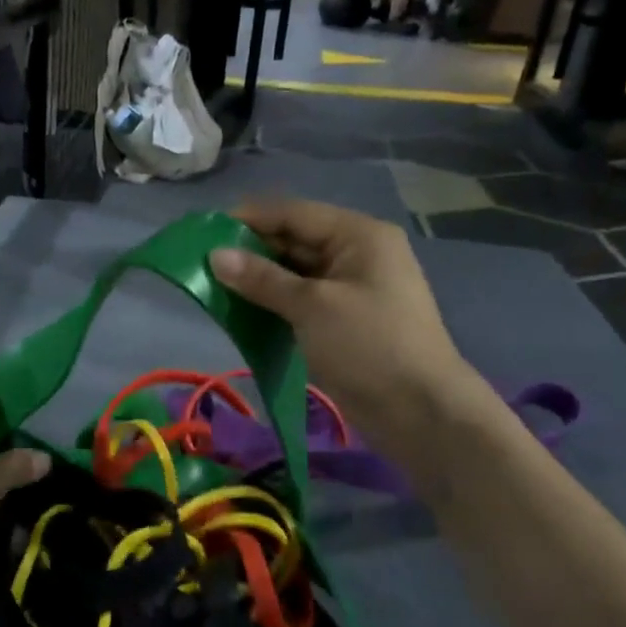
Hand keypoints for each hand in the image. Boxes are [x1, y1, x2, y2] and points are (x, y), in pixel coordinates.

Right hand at [209, 199, 484, 453]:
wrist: (421, 412)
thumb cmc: (368, 346)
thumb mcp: (311, 307)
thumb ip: (261, 278)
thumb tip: (214, 255)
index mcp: (358, 235)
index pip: (293, 213)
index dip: (248, 219)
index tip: (204, 232)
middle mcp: (357, 253)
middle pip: (294, 239)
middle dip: (250, 250)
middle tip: (204, 264)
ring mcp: (352, 287)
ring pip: (295, 271)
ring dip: (259, 278)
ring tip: (216, 286)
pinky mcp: (345, 319)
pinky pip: (301, 298)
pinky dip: (274, 301)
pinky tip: (243, 309)